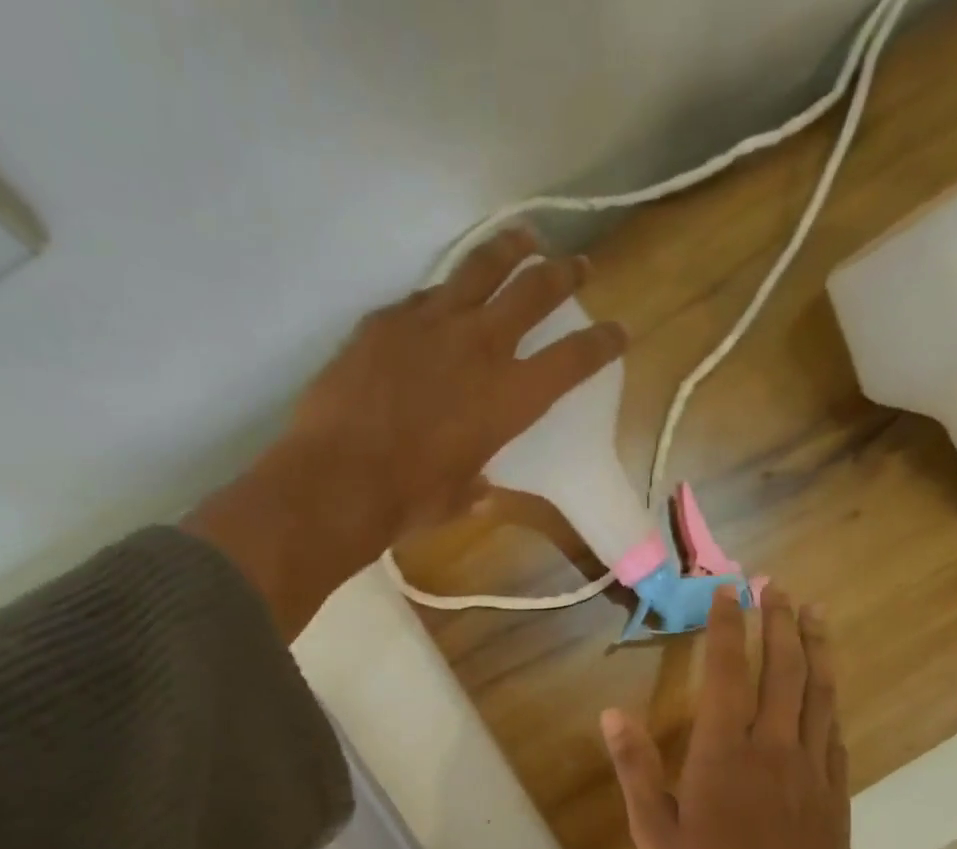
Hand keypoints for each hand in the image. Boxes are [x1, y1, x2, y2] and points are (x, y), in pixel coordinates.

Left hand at [184, 230, 627, 637]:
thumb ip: (475, 487)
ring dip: (509, 250)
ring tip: (522, 240)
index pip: (572, 360)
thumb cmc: (408, 501)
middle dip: (564, 274)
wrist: (338, 478)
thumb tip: (480, 491)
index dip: (602, 343)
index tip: (618, 331)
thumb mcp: (456, 500)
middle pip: (534, 290)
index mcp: (509, 398)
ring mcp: (430, 323)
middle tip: (578, 265)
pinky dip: (442, 296)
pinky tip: (440, 302)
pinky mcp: (386, 319)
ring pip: (479, 267)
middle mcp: (479, 347)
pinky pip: (423, 297)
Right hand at [602, 587, 922, 848]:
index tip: (729, 591)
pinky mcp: (836, 790)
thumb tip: (611, 713)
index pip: (729, 671)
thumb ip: (636, 769)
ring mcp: (812, 767)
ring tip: (814, 613)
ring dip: (816, 647)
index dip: (728, 626)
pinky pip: (834, 730)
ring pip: (819, 691)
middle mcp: (774, 746)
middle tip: (778, 586)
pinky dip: (830, 699)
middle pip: (784, 668)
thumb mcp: (655, 834)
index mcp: (724, 753)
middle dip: (779, 621)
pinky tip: (829, 690)